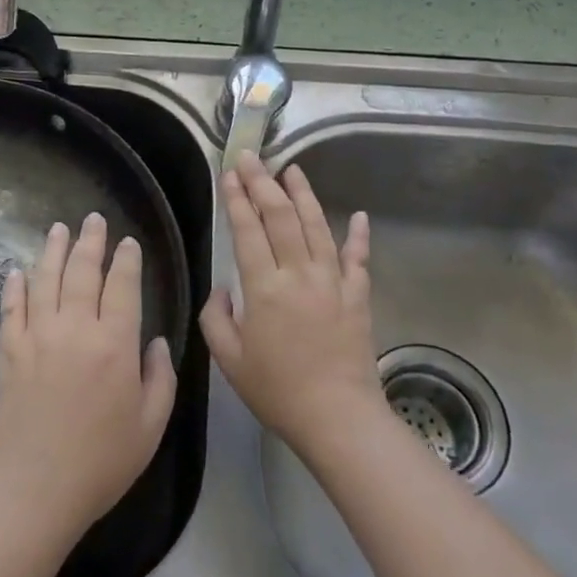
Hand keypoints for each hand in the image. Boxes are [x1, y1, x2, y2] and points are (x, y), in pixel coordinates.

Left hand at [0, 213, 176, 544]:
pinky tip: (18, 270)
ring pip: (45, 279)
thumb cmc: (101, 462)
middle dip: (90, 242)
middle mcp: (75, 329)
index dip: (126, 260)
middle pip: (82, 271)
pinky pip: (12, 307)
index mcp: (114, 344)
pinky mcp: (10, 351)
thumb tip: (154, 342)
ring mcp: (37, 336)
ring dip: (53, 250)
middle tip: (93, 219)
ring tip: (59, 228)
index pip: (122, 286)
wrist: (35, 488)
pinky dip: (16, 285)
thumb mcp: (150, 426)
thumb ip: (160, 378)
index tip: (128, 242)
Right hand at [201, 152, 380, 458]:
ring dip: (304, 195)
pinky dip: (358, 236)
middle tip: (252, 158)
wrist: (338, 418)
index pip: (248, 230)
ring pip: (317, 227)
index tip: (229, 174)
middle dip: (263, 183)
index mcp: (264, 287)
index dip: (237, 199)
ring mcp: (333, 282)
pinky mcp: (357, 296)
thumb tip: (224, 289)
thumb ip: (217, 318)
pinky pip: (358, 259)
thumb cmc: (277, 390)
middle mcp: (299, 273)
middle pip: (281, 217)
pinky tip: (359, 215)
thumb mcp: (229, 360)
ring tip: (292, 169)